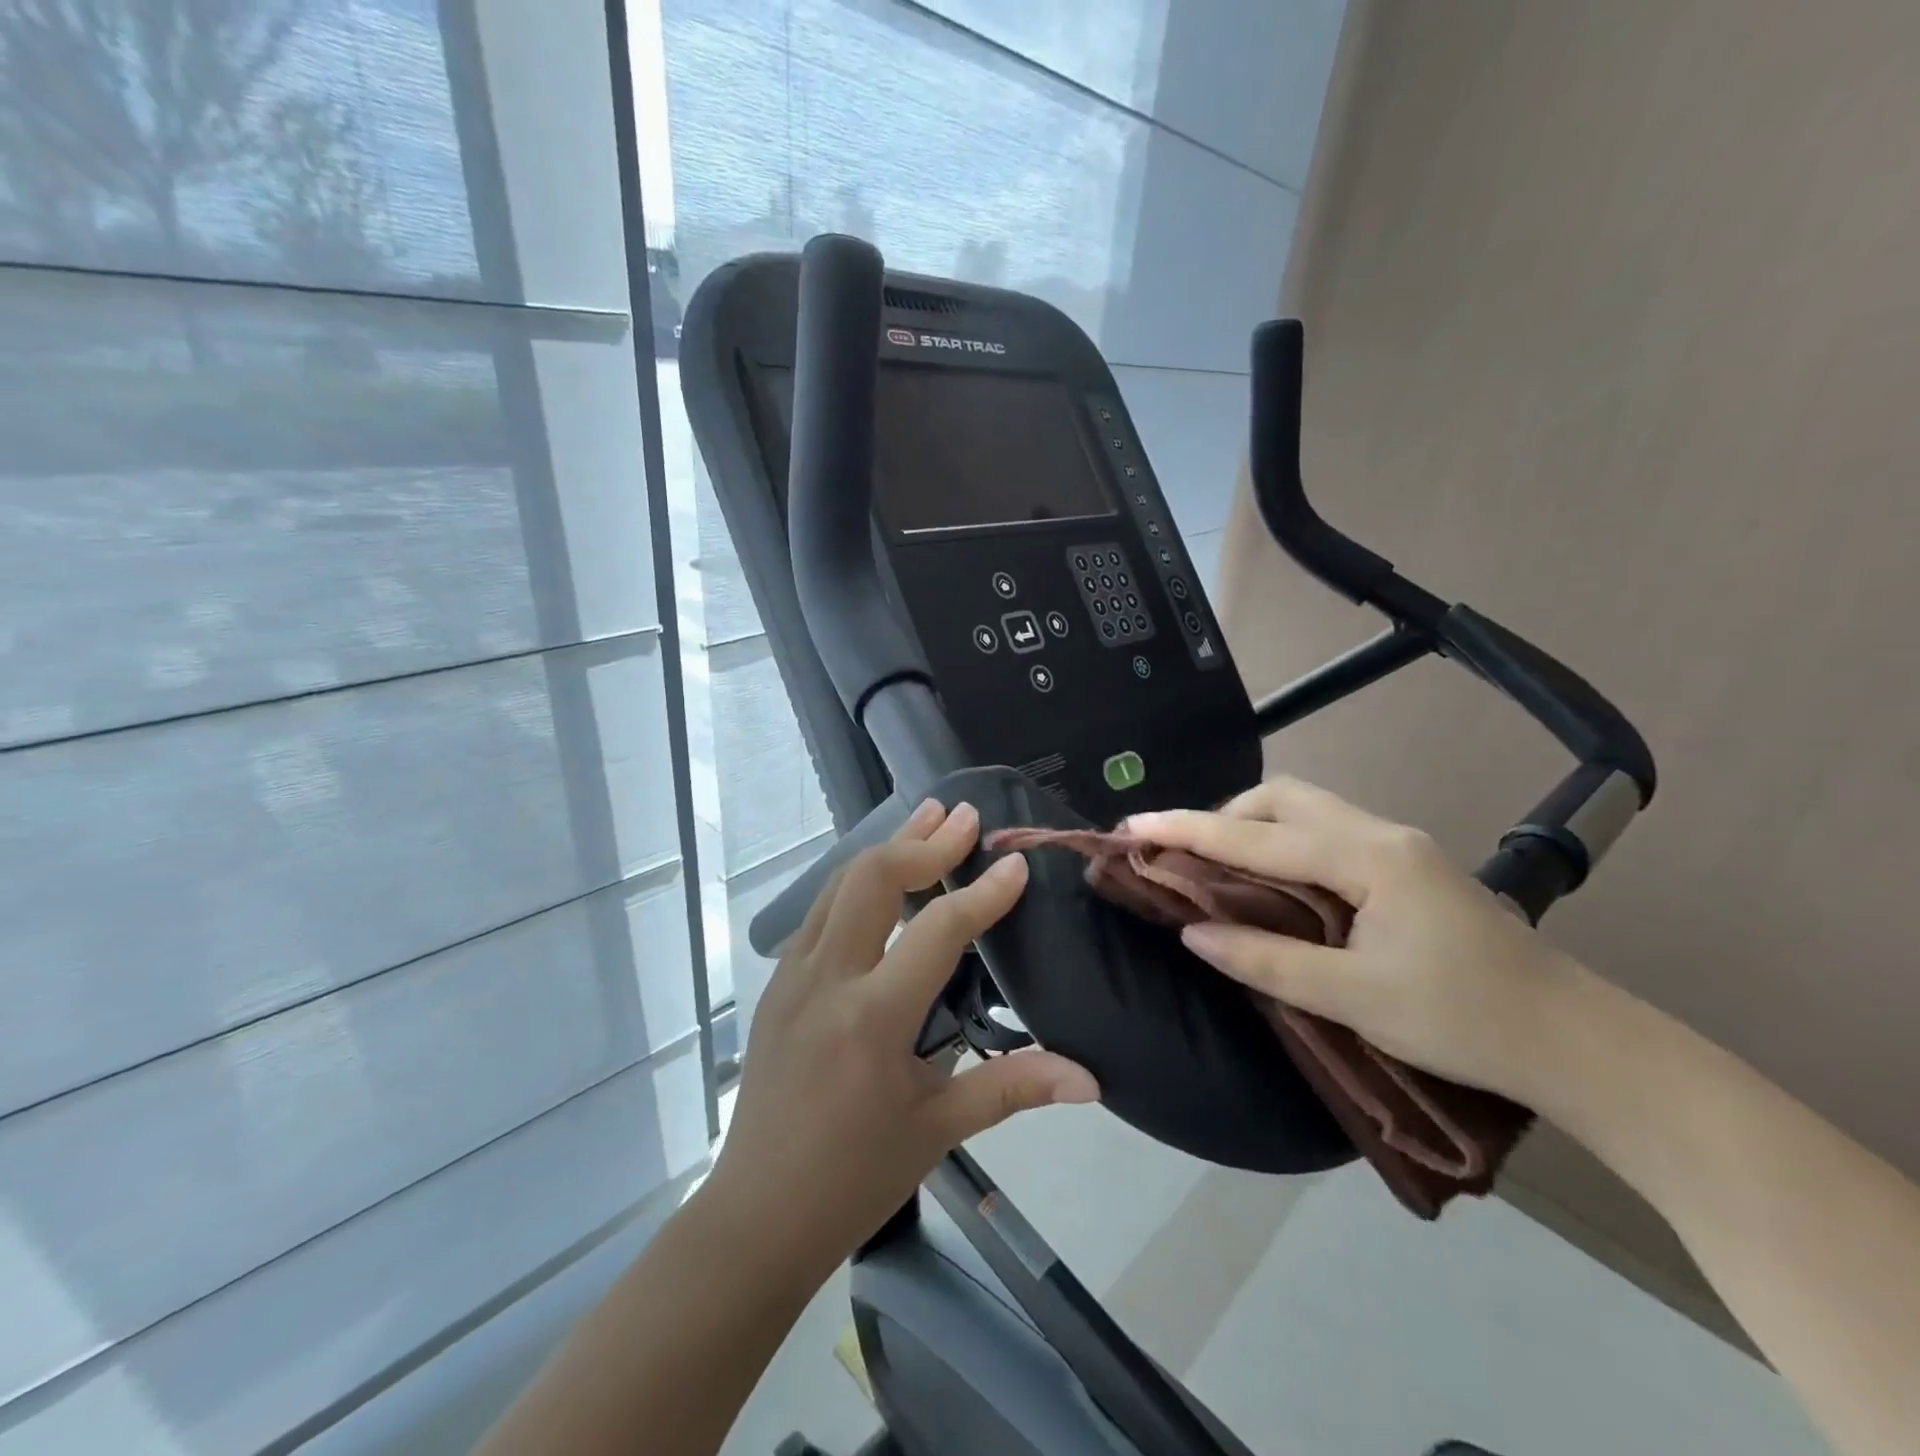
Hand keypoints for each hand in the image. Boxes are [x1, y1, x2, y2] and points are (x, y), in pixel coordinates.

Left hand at [707, 799, 1098, 1274]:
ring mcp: (792, 976)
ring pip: (838, 884)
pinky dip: (858, 881)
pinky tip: (882, 879)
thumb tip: (1089, 1079)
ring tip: (927, 819)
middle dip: (923, 842)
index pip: (935, 931)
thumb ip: (1013, 1087)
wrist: (757, 1215)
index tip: (1015, 863)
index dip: (981, 893)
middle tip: (965, 816)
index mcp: (872, 1018)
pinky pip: (820, 911)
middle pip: (872, 879)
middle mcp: (826, 980)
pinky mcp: (777, 983)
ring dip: (887, 848)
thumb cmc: (855, 1177)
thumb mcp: (938, 1129)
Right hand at [1125, 777, 1583, 1102]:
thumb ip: (1268, 960)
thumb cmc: (1464, 1021)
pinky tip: (1273, 883)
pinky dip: (1282, 845)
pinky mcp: (1405, 866)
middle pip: (1283, 798)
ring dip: (1253, 828)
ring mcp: (1397, 846)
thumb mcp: (1356, 999)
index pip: (1257, 836)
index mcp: (1368, 858)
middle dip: (1224, 816)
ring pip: (1306, 810)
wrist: (1575, 1042)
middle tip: (1185, 856)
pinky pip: (1325, 833)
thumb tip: (1193, 934)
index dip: (1189, 830)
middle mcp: (1380, 834)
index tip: (1133, 824)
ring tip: (1220, 870)